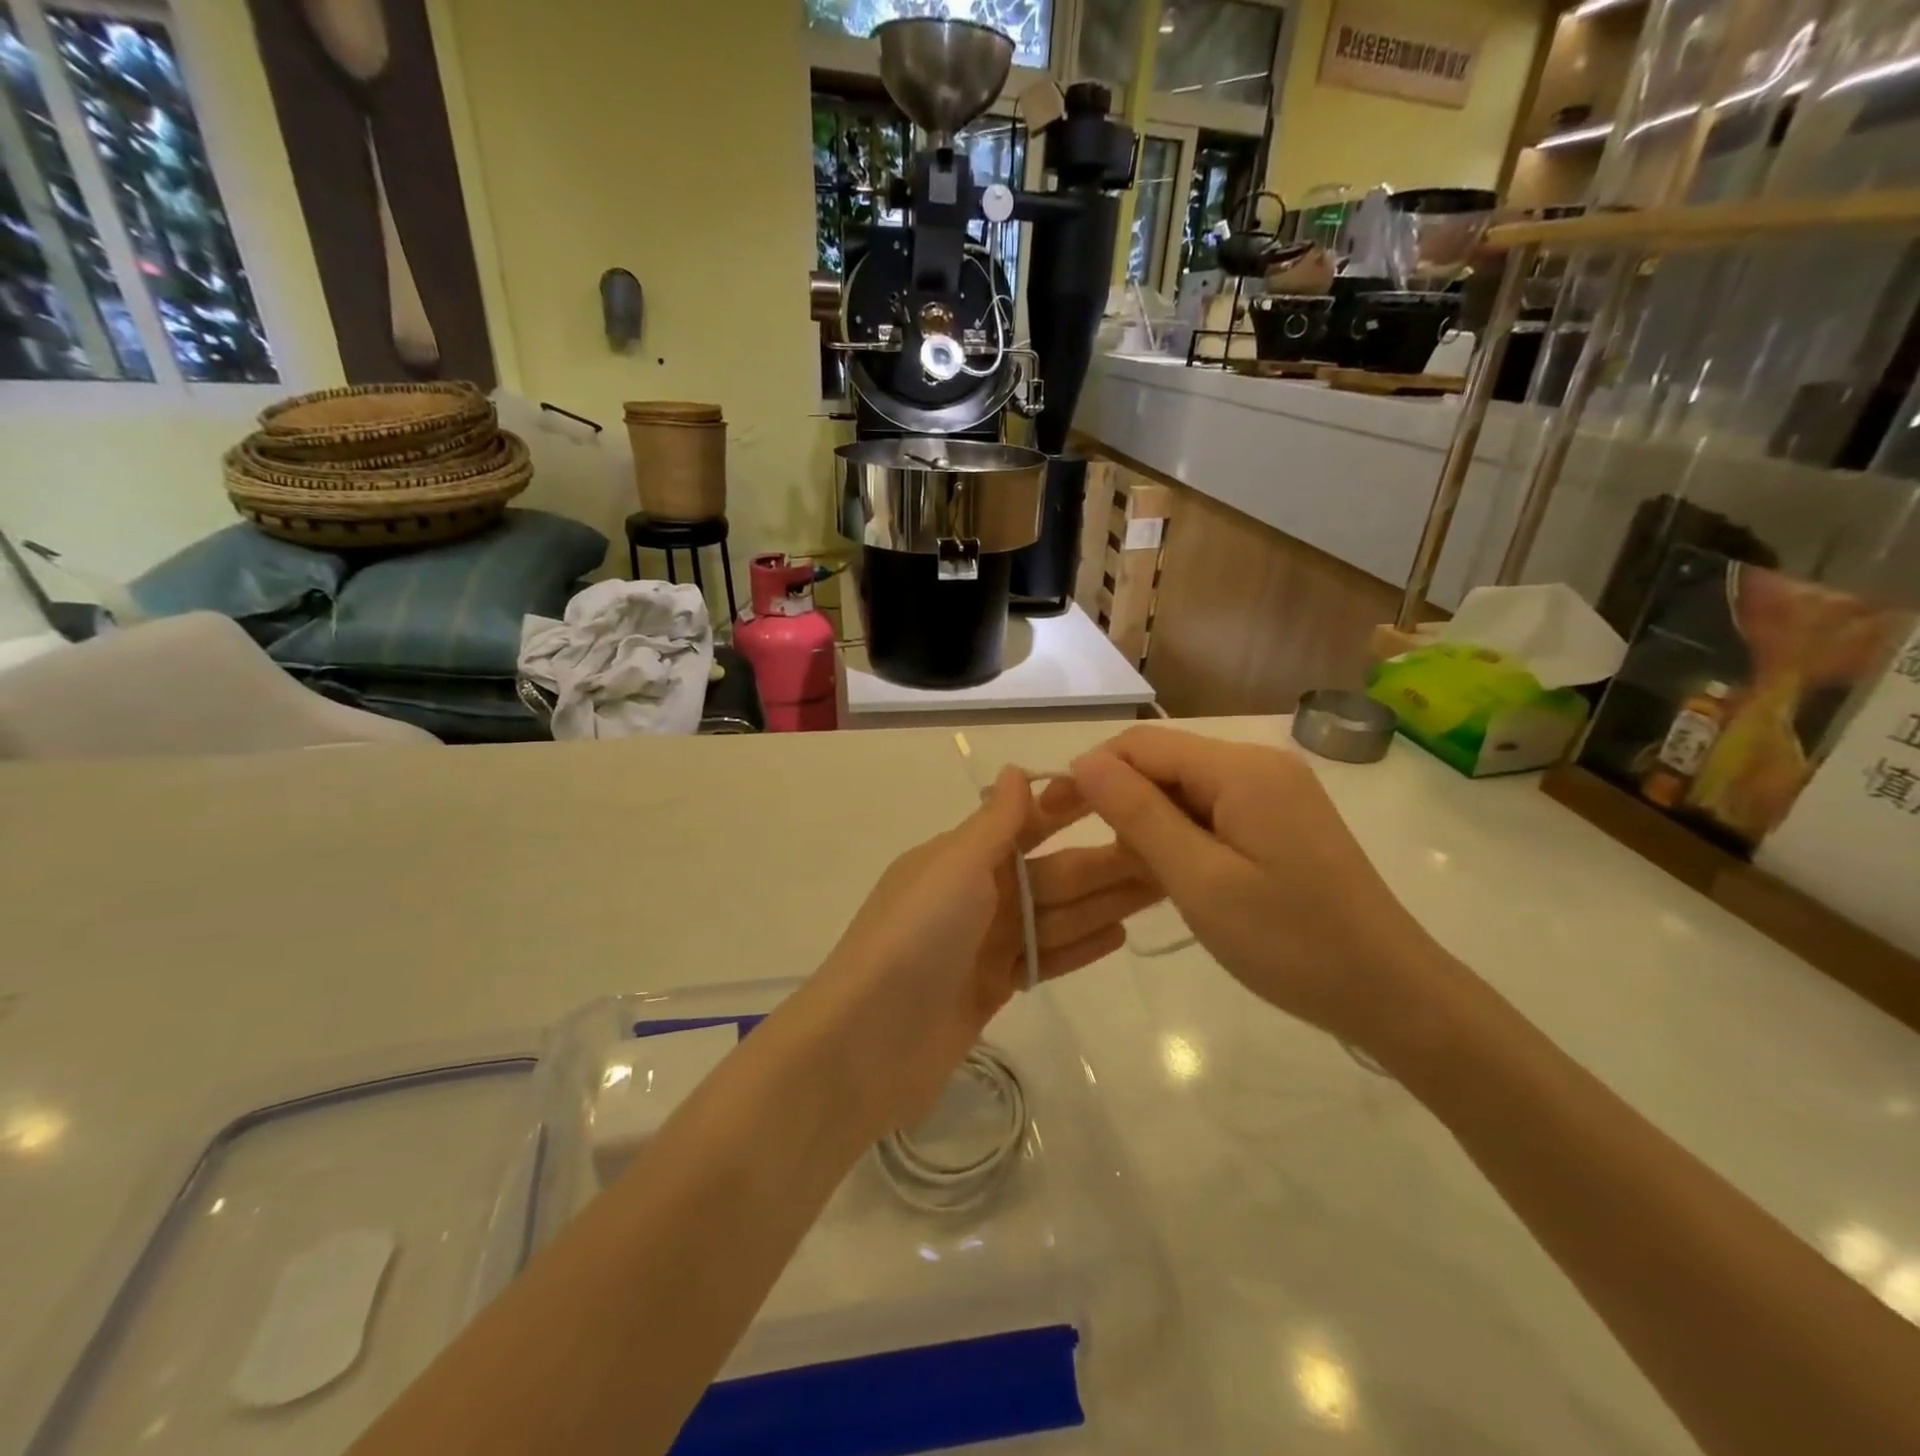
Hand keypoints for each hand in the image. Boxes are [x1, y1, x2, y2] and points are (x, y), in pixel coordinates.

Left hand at [812, 768, 1159, 1132]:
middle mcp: (975, 894)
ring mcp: (984, 945)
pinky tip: (1122, 934)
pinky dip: (1079, 946)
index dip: (1072, 807)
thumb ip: (993, 822)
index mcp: (961, 856)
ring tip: (1162, 887)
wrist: (866, 1044)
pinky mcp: (992, 990)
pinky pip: (1044, 958)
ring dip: (1103, 901)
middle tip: (1168, 851)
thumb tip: (1014, 769)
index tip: (1125, 794)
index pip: (1026, 822)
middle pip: (1051, 872)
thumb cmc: (914, 938)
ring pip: (1055, 915)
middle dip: (1105, 861)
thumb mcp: (954, 866)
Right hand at [1041, 727, 1449, 1058]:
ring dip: (1152, 825)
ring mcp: (1274, 792)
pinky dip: (1183, 838)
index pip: (1142, 744)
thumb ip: (1138, 814)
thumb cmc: (1290, 941)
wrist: (1391, 993)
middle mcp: (1259, 765)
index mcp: (1241, 768)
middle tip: (1099, 860)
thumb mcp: (1199, 880)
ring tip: (1143, 878)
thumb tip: (1084, 760)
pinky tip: (1177, 877)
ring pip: (1185, 790)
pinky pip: (1212, 812)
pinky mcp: (1281, 821)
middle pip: (1165, 763)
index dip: (1092, 772)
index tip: (1055, 817)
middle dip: (1122, 802)